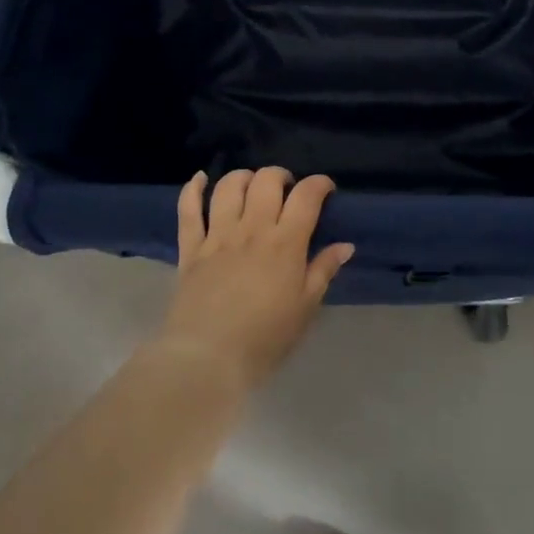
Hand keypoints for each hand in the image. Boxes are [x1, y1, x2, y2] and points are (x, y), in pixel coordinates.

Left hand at [162, 168, 353, 388]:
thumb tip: (345, 245)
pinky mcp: (190, 248)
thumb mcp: (305, 308)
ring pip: (229, 186)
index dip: (319, 184)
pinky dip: (193, 188)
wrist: (208, 358)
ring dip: (244, 177)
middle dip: (281, 176)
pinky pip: (188, 209)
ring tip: (252, 187)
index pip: (306, 196)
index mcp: (285, 243)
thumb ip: (323, 271)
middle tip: (287, 191)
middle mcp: (252, 229)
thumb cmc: (265, 338)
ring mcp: (217, 235)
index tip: (326, 189)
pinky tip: (201, 178)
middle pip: (266, 181)